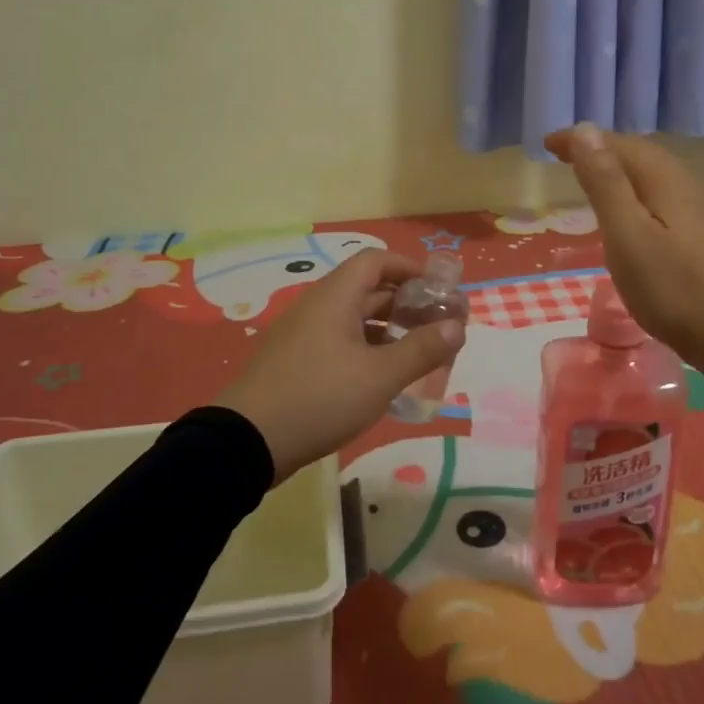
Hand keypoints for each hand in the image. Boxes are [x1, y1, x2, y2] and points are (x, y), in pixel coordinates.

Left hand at [213, 249, 465, 481]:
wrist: (246, 441)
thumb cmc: (319, 397)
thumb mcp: (379, 376)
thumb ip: (421, 350)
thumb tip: (457, 326)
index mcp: (335, 297)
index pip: (376, 261)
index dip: (409, 268)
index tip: (438, 290)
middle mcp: (318, 307)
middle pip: (367, 289)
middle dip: (405, 303)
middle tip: (437, 326)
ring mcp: (303, 335)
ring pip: (353, 319)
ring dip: (387, 329)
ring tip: (418, 353)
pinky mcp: (295, 362)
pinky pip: (338, 342)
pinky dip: (366, 349)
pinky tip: (382, 378)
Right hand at [544, 123, 703, 367]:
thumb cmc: (670, 285)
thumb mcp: (626, 233)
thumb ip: (605, 182)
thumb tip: (586, 130)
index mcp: (664, 179)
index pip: (618, 144)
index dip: (581, 140)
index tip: (547, 143)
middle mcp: (685, 183)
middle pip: (638, 154)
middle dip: (600, 150)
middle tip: (564, 157)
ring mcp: (698, 208)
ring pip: (651, 174)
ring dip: (618, 169)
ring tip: (591, 178)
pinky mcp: (702, 233)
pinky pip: (660, 194)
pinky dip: (634, 190)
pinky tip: (629, 211)